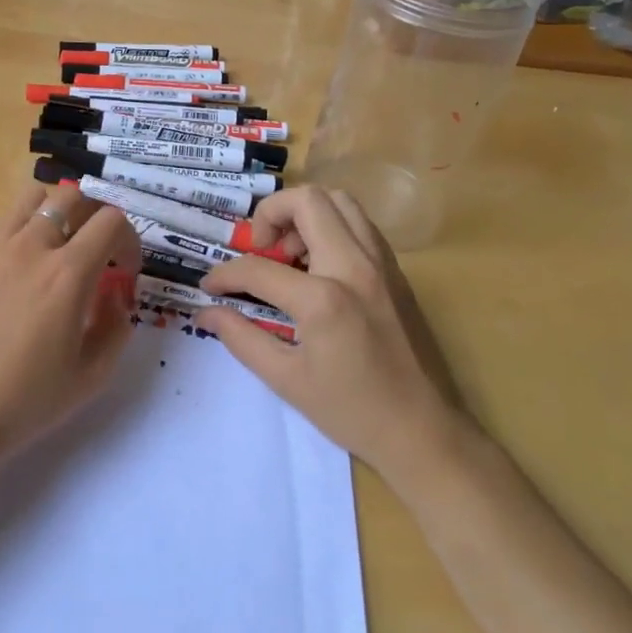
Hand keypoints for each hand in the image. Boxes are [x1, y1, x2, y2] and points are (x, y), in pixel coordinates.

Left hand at [0, 182, 140, 476]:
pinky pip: (6, 217)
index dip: (130, 241)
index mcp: (68, 275)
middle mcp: (33, 247)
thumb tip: (115, 296)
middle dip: (97, 217)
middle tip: (99, 252)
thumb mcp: (92, 375)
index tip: (125, 272)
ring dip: (59, 211)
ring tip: (62, 246)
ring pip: (37, 196)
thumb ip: (116, 327)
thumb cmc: (26, 401)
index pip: (111, 221)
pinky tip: (26, 260)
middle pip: (75, 196)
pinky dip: (26, 223)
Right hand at [196, 186, 462, 480]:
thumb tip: (206, 312)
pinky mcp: (397, 271)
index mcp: (324, 299)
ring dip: (305, 215)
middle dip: (271, 214)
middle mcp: (355, 266)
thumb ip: (241, 337)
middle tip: (260, 249)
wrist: (425, 432)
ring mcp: (382, 263)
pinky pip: (360, 224)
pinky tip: (318, 265)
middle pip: (308, 200)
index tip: (211, 286)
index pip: (259, 268)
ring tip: (289, 254)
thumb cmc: (352, 411)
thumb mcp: (286, 380)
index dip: (225, 274)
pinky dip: (332, 226)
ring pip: (340, 201)